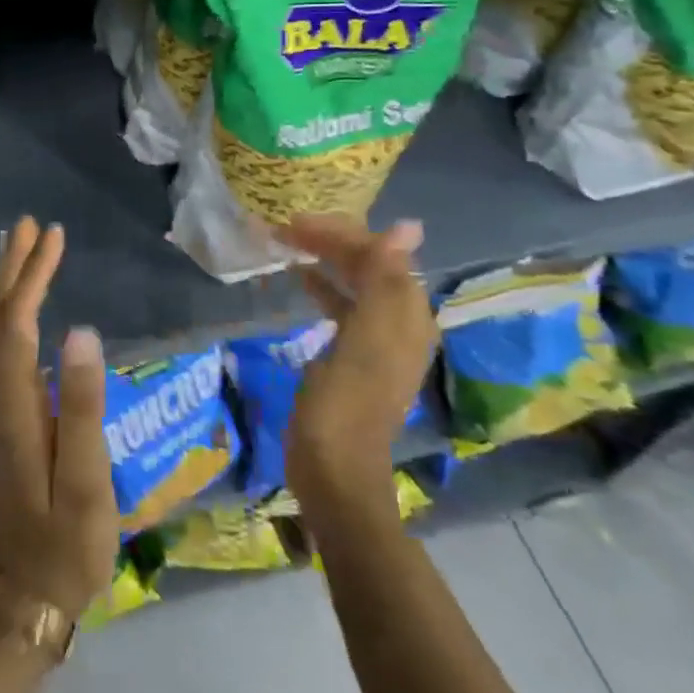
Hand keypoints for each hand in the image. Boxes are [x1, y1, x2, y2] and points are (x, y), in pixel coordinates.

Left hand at [0, 216, 119, 619]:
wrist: (30, 588)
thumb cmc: (68, 538)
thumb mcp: (87, 479)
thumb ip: (82, 405)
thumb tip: (81, 330)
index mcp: (13, 404)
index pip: (15, 323)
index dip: (31, 276)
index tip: (52, 237)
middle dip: (13, 267)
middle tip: (34, 225)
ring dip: (5, 283)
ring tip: (23, 246)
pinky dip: (4, 309)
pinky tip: (14, 301)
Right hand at [277, 216, 436, 505]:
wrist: (333, 470)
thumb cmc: (345, 403)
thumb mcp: (365, 339)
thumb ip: (385, 281)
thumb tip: (409, 226)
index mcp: (408, 316)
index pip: (380, 254)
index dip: (341, 233)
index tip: (294, 222)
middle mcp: (400, 322)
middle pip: (369, 265)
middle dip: (331, 241)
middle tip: (285, 228)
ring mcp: (377, 340)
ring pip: (354, 281)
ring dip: (325, 259)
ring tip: (287, 243)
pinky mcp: (353, 354)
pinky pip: (343, 304)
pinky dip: (323, 285)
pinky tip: (299, 278)